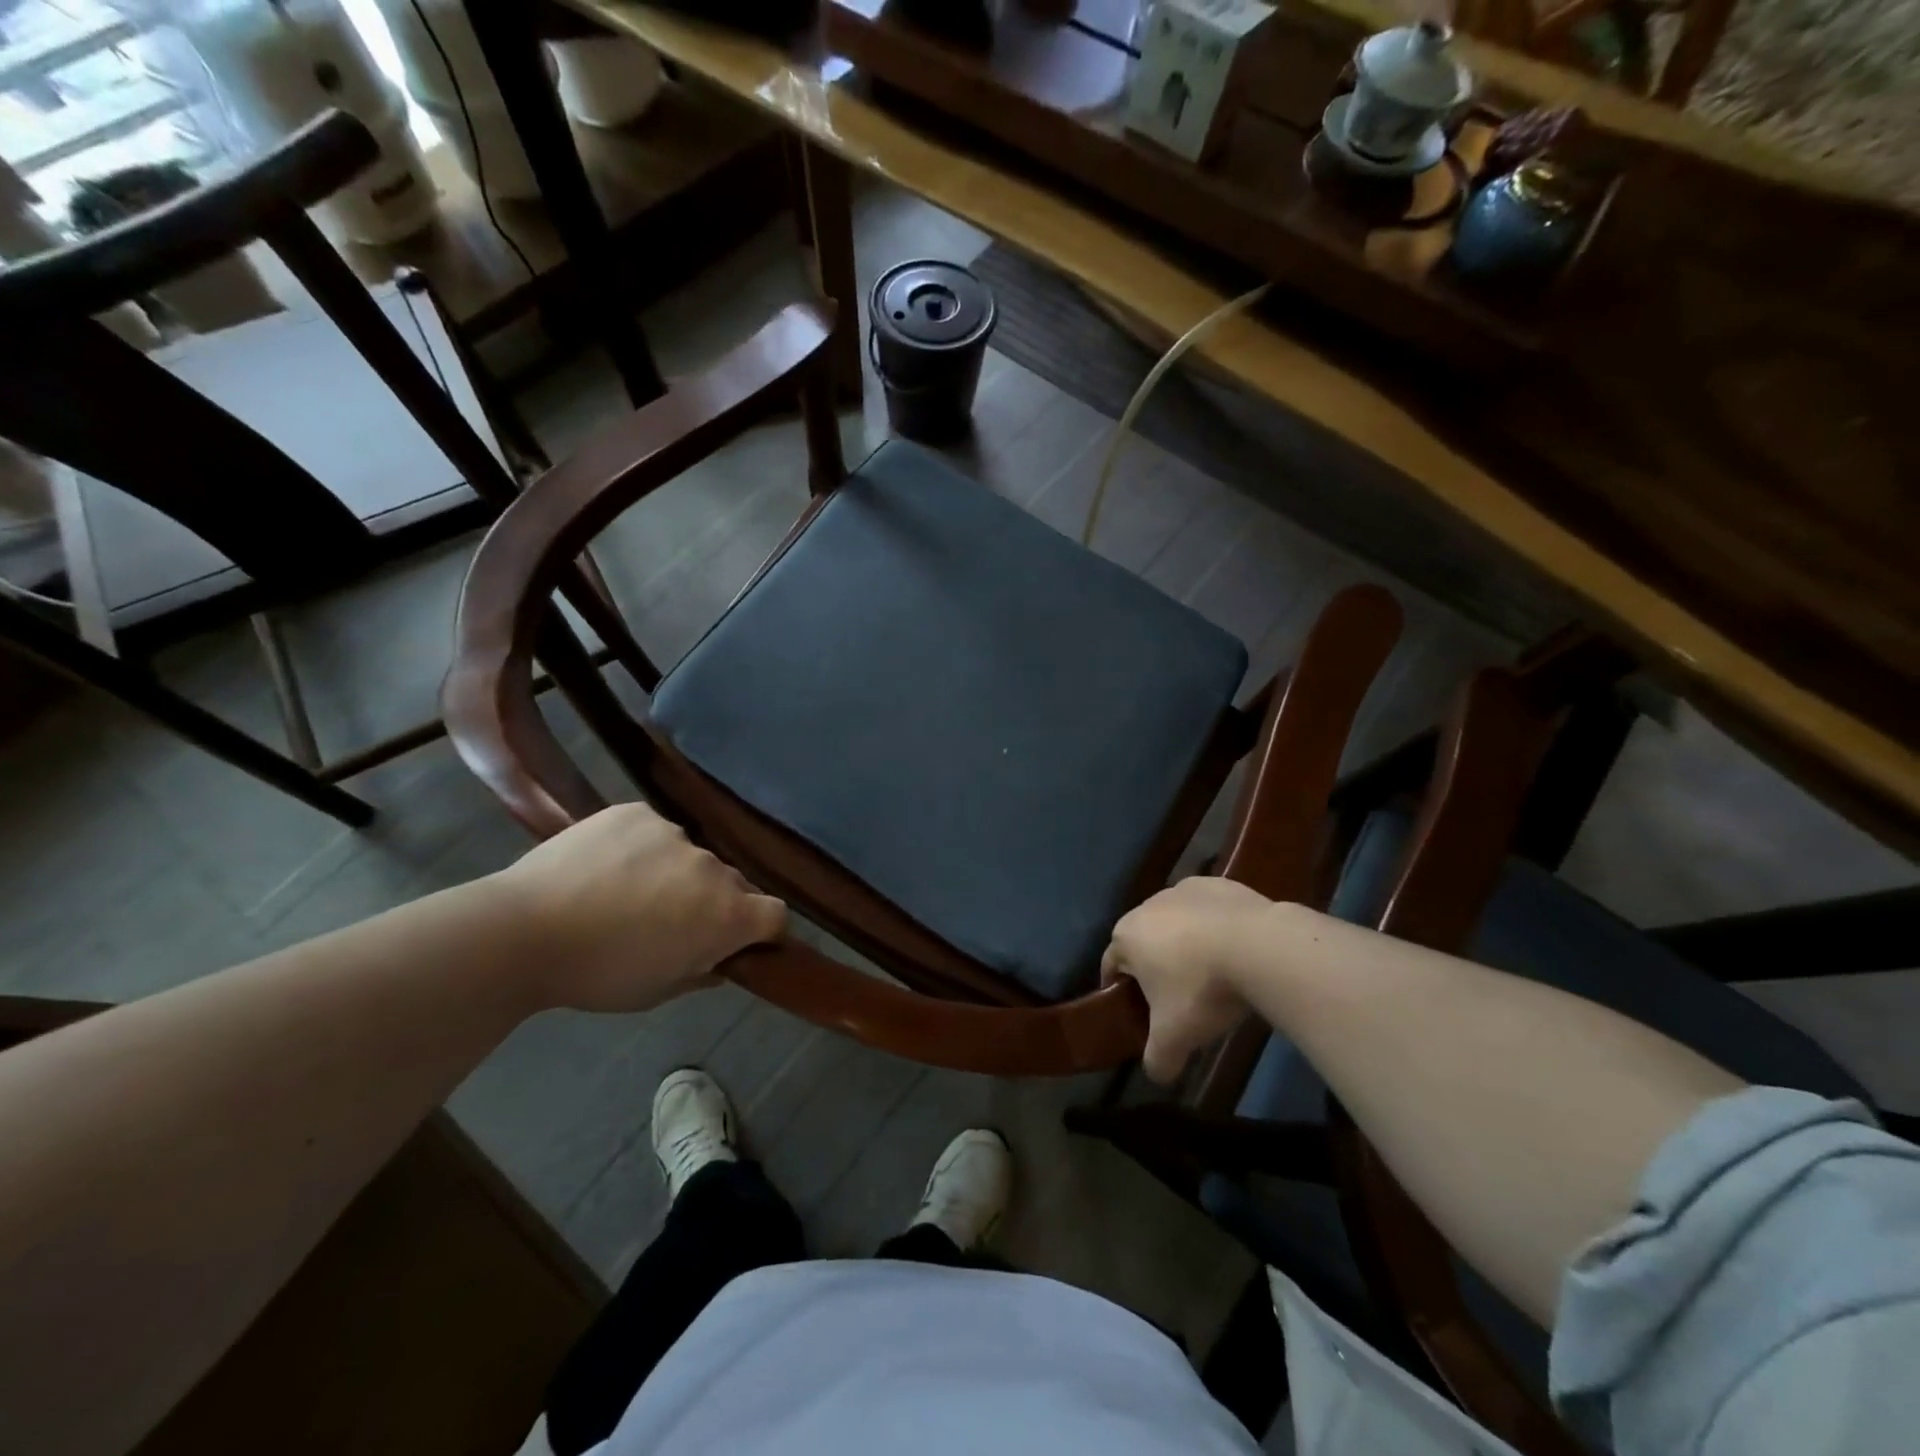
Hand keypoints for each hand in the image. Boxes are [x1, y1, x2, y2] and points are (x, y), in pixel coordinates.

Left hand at [493, 803, 786, 1012]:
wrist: (523, 931)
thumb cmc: (597, 975)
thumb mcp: (658, 991)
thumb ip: (702, 972)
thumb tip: (720, 961)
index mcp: (727, 915)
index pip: (776, 914)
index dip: (765, 930)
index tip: (742, 943)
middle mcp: (713, 868)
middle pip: (733, 884)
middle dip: (714, 902)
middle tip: (671, 922)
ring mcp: (676, 834)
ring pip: (691, 856)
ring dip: (677, 873)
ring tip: (627, 892)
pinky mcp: (638, 812)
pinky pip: (656, 831)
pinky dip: (643, 848)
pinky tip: (606, 867)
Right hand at [1102, 877, 1275, 1083]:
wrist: (1260, 947)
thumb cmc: (1201, 989)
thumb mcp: (1174, 1036)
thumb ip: (1157, 1058)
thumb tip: (1156, 1075)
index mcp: (1127, 936)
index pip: (1111, 965)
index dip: (1121, 991)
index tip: (1139, 1012)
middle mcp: (1149, 905)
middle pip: (1144, 940)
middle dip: (1156, 966)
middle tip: (1178, 999)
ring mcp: (1186, 889)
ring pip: (1178, 922)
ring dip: (1187, 943)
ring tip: (1213, 974)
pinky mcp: (1221, 884)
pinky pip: (1210, 910)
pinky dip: (1217, 926)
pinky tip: (1237, 951)